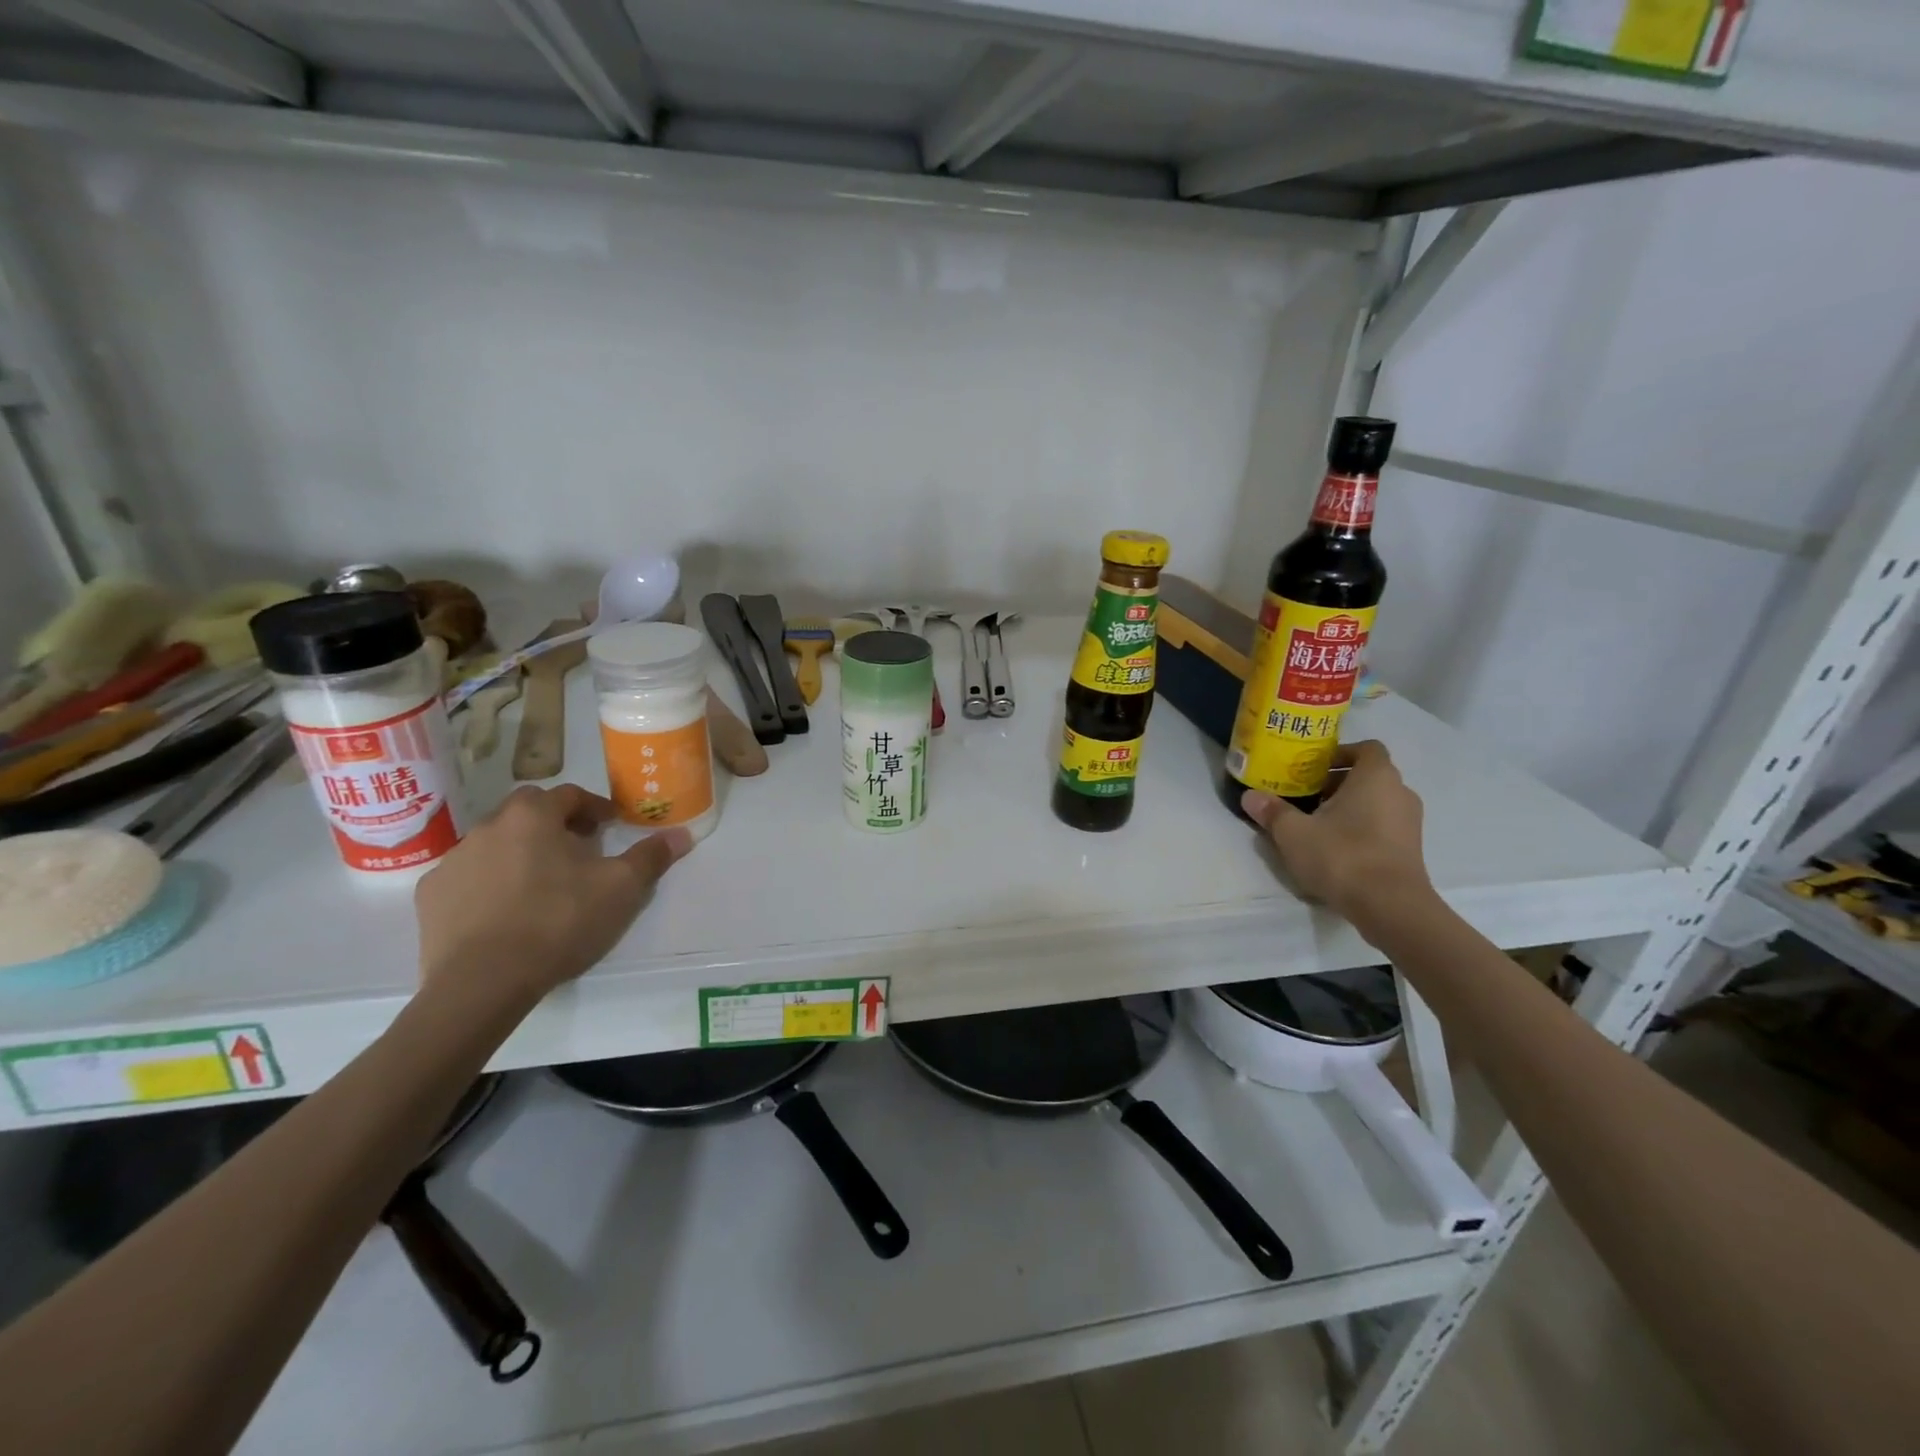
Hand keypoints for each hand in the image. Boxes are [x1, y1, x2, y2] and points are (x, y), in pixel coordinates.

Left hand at [414, 785, 692, 1010]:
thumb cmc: (559, 921)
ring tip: (542, 884)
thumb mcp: (621, 889)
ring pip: (496, 842)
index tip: (609, 826)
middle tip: (578, 850)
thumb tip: (681, 835)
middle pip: (527, 812)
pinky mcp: (431, 895)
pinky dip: (488, 882)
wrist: (483, 982)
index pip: (568, 794)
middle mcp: (488, 826)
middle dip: (554, 823)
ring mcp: (454, 860)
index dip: (594, 807)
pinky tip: (504, 910)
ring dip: (520, 852)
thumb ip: (650, 856)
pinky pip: (468, 876)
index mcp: (533, 816)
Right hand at [1241, 740, 1430, 922]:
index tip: (1312, 768)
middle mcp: (1400, 792)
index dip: (1340, 754)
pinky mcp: (1411, 849)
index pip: (1365, 748)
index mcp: (1376, 776)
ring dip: (1350, 807)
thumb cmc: (1342, 855)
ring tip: (1317, 824)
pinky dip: (1362, 828)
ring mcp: (1411, 822)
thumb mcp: (1294, 833)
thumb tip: (1250, 796)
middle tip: (1305, 796)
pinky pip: (1384, 825)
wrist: (1390, 906)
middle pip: (1368, 775)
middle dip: (1337, 782)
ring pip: (1376, 802)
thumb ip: (1272, 811)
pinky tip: (1336, 848)